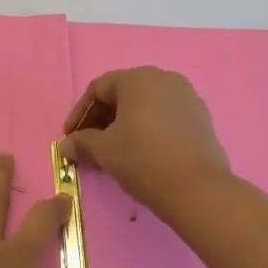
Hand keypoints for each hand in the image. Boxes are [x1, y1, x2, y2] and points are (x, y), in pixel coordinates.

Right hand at [61, 67, 232, 219]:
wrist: (197, 189)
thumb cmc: (143, 159)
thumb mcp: (105, 150)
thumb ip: (82, 142)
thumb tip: (66, 145)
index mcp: (138, 78)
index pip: (99, 88)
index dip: (79, 113)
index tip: (70, 137)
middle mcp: (164, 78)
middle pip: (123, 93)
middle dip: (102, 119)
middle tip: (89, 144)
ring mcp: (187, 97)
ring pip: (146, 105)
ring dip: (125, 124)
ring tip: (114, 151)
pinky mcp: (202, 118)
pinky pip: (166, 117)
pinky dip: (149, 129)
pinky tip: (142, 153)